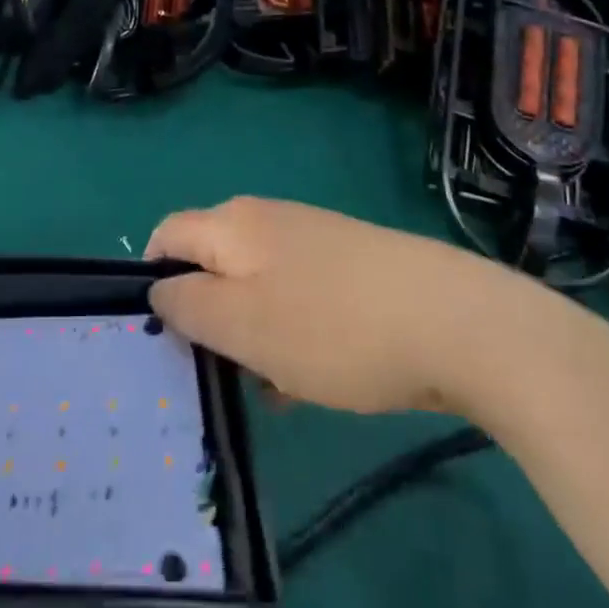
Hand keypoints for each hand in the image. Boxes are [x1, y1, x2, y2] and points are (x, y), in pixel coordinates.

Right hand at [147, 197, 504, 416]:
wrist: (455, 321)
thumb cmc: (332, 327)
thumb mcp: (243, 325)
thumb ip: (187, 306)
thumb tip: (159, 289)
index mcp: (233, 224)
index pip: (166, 236)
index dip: (153, 282)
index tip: (166, 338)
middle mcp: (267, 219)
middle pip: (211, 263)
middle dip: (207, 317)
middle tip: (220, 371)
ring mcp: (313, 239)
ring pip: (256, 287)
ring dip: (251, 335)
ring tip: (271, 388)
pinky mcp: (349, 264)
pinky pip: (297, 297)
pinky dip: (290, 334)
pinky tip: (311, 381)